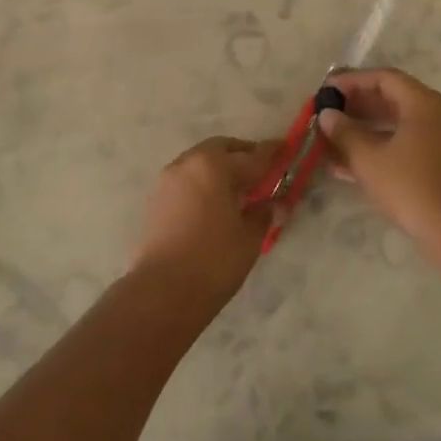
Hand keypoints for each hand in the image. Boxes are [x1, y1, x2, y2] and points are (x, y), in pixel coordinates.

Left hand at [130, 136, 282, 310]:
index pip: (251, 156)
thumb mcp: (249, 237)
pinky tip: (214, 203)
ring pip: (200, 162)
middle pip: (221, 149)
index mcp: (214, 165)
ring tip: (237, 190)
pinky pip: (186, 180)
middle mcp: (188, 163)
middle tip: (260, 171)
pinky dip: (203, 182)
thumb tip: (269, 204)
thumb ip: (262, 213)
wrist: (162, 292)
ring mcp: (168, 180)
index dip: (271, 154)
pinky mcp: (156, 199)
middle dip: (242, 155)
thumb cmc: (214, 260)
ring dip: (219, 168)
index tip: (284, 148)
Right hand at [317, 69, 440, 238]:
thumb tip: (327, 115)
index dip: (353, 80)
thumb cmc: (408, 184)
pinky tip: (347, 162)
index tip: (328, 89)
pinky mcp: (437, 161)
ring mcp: (438, 138)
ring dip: (364, 127)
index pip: (384, 78)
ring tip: (332, 136)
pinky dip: (378, 146)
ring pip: (395, 122)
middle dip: (357, 104)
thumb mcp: (368, 157)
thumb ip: (344, 132)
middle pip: (391, 97)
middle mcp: (434, 113)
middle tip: (329, 111)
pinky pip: (402, 142)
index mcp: (422, 103)